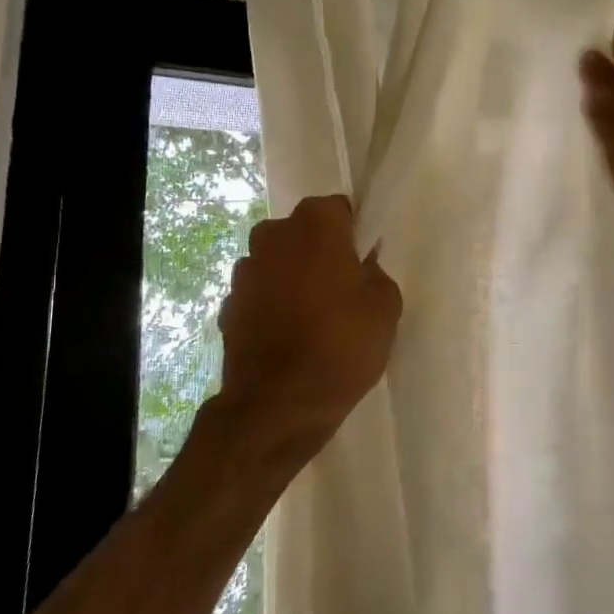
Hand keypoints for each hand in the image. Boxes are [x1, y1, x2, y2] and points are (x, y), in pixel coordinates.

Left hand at [216, 195, 402, 460]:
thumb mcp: (385, 307)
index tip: (364, 261)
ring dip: (292, 277)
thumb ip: (376, 273)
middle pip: (302, 233)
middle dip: (319, 252)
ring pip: (277, 262)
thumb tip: (362, 267)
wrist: (278, 404)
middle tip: (342, 287)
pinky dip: (272, 305)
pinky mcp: (227, 305)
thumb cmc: (341, 345)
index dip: (353, 233)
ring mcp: (244, 271)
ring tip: (314, 316)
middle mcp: (272, 235)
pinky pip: (259, 294)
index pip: (339, 209)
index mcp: (315, 224)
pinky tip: (289, 336)